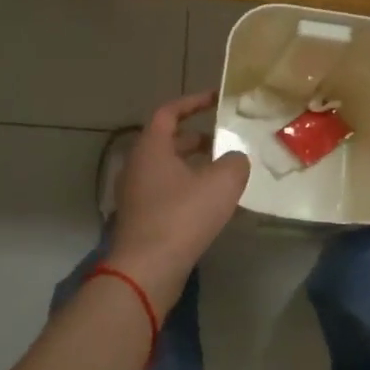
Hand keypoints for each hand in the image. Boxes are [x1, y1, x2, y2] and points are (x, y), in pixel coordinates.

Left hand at [105, 92, 249, 308]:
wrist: (147, 269)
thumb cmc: (182, 216)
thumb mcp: (222, 182)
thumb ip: (235, 162)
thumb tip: (235, 160)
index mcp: (151, 147)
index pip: (169, 111)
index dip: (194, 102)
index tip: (217, 100)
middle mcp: (137, 165)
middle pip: (167, 141)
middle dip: (197, 138)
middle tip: (224, 141)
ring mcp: (134, 194)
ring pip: (166, 169)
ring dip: (193, 166)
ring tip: (222, 173)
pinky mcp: (139, 218)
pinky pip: (165, 192)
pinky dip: (186, 188)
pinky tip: (209, 204)